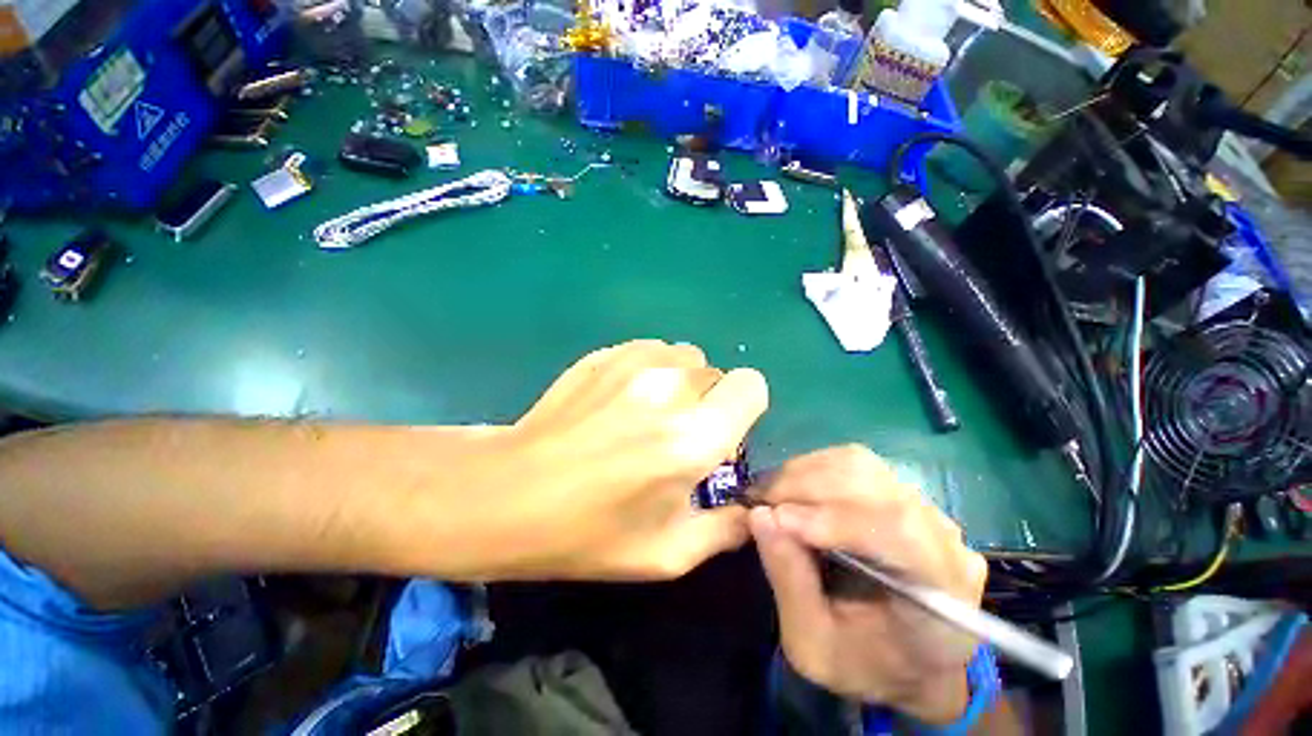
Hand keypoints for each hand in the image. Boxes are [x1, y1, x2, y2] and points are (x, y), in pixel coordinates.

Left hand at [489, 340, 767, 579]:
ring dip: (680, 382)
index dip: (743, 408)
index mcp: (692, 438)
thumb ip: (725, 530)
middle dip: (709, 401)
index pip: (751, 385)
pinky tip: (621, 399)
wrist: (509, 492)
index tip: (721, 433)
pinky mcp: (605, 354)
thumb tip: (750, 509)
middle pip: (717, 372)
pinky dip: (651, 369)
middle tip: (676, 432)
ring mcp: (632, 363)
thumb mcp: (666, 554)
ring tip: (648, 413)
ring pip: (684, 356)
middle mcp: (669, 389)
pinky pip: (651, 350)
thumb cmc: (587, 533)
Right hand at [749, 446, 987, 724]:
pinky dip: (810, 469)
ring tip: (772, 496)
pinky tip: (791, 490)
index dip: (835, 519)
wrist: (909, 657)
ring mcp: (924, 508)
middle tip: (758, 503)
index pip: (900, 534)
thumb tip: (759, 516)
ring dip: (803, 473)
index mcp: (941, 597)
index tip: (778, 518)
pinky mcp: (899, 491)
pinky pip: (851, 463)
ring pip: (857, 464)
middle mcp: (942, 538)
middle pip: (872, 484)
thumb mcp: (815, 646)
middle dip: (804, 487)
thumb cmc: (867, 663)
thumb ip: (790, 583)